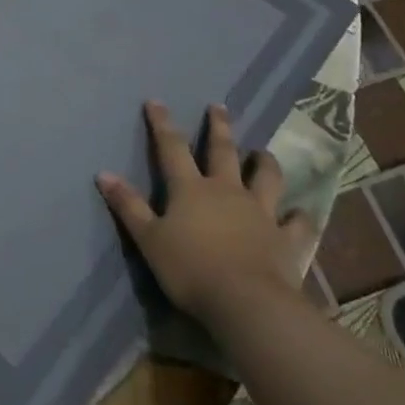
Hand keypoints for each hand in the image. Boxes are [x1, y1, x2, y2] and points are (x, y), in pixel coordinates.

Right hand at [97, 102, 314, 333]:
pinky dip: (300, 217)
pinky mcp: (287, 239)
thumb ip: (128, 206)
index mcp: (191, 189)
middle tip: (219, 106)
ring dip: (264, 162)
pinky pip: (298, 223)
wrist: (246, 303)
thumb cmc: (190, 270)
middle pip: (223, 151)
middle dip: (218, 127)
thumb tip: (103, 173)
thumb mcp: (148, 240)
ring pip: (266, 178)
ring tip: (262, 153)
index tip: (155, 101)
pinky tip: (300, 213)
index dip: (162, 123)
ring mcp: (262, 213)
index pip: (172, 148)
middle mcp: (228, 191)